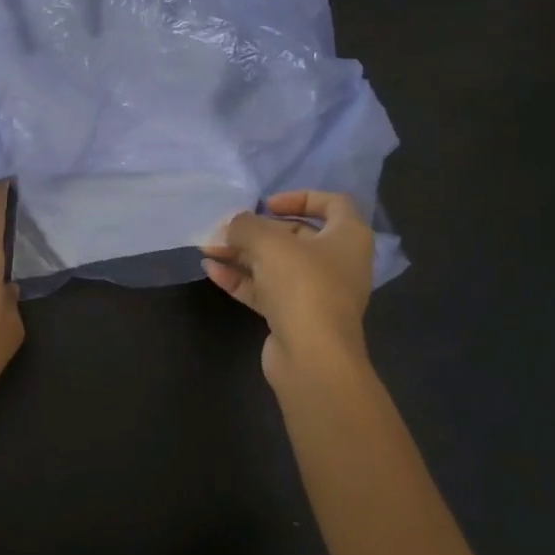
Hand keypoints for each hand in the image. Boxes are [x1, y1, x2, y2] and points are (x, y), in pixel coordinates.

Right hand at [202, 190, 373, 388]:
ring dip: (241, 254)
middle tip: (225, 230)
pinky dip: (241, 278)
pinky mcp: (295, 316)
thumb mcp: (269, 244)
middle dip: (255, 231)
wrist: (312, 356)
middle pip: (294, 236)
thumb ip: (245, 226)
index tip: (267, 204)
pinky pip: (266, 289)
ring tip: (208, 248)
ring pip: (275, 264)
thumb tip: (231, 226)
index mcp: (347, 237)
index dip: (299, 198)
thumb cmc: (303, 285)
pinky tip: (211, 270)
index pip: (332, 204)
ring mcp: (316, 292)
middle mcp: (336, 262)